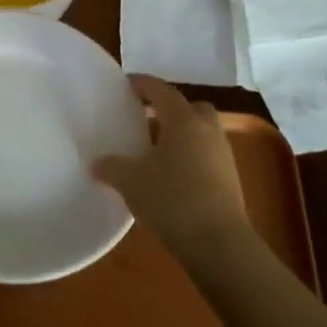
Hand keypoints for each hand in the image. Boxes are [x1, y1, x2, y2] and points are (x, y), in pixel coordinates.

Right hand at [93, 75, 250, 259]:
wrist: (218, 243)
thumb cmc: (172, 199)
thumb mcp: (131, 181)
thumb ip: (111, 167)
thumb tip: (97, 164)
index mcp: (183, 120)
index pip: (161, 90)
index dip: (143, 84)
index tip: (126, 83)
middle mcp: (207, 130)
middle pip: (189, 108)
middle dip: (169, 110)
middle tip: (145, 119)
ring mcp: (222, 155)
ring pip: (200, 133)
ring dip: (179, 136)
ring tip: (153, 152)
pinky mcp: (229, 180)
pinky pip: (205, 156)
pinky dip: (188, 158)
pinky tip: (170, 177)